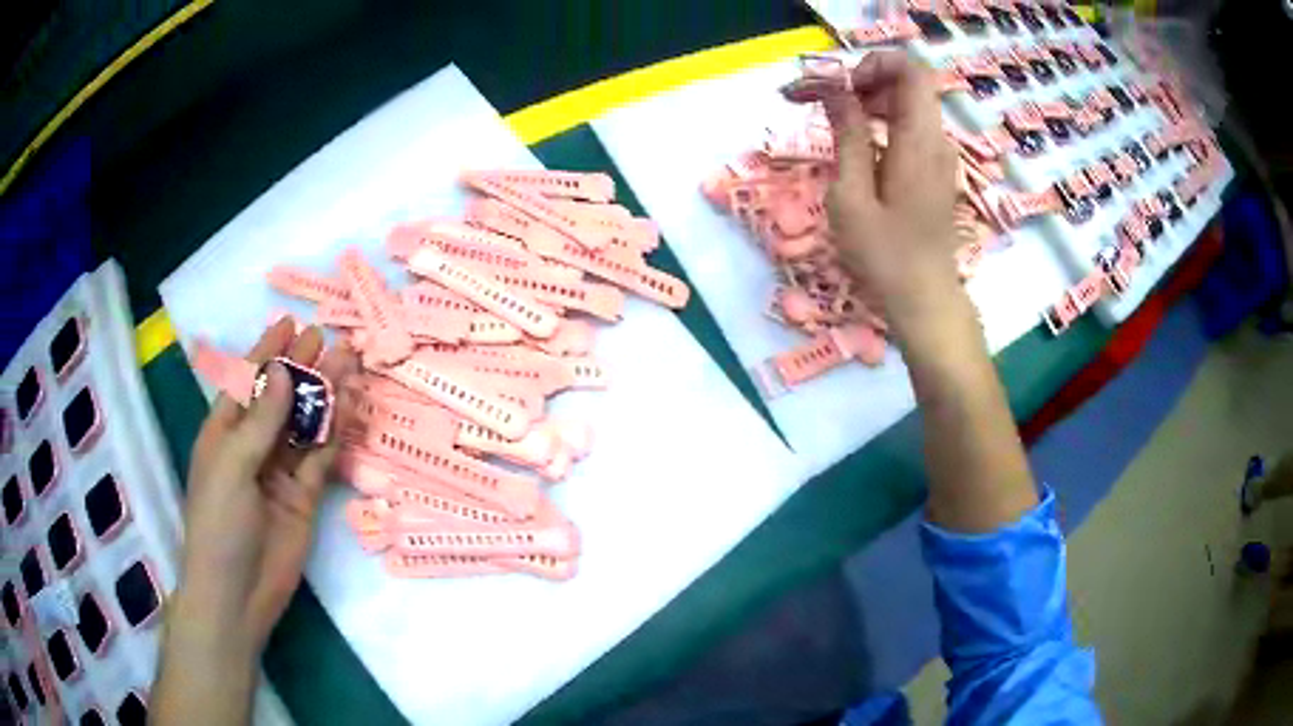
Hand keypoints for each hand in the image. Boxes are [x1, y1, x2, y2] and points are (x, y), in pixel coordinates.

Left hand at [179, 318, 358, 650]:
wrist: (238, 592)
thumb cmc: (219, 523)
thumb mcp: (232, 465)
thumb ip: (261, 421)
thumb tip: (285, 374)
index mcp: (225, 432)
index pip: (248, 382)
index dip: (267, 352)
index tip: (290, 324)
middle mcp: (252, 446)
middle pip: (281, 399)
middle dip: (302, 369)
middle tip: (330, 340)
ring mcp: (279, 471)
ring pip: (305, 424)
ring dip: (325, 397)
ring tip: (350, 367)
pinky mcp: (304, 496)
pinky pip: (321, 457)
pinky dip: (336, 434)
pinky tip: (350, 411)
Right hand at [783, 51, 962, 332]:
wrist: (925, 300)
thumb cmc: (884, 256)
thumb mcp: (851, 196)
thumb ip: (847, 136)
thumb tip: (835, 91)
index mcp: (918, 141)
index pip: (910, 70)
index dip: (873, 65)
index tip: (841, 88)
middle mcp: (936, 140)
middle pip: (907, 83)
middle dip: (864, 81)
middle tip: (826, 104)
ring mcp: (938, 156)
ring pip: (908, 104)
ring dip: (870, 102)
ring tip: (835, 124)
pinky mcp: (934, 170)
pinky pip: (910, 127)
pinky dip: (882, 123)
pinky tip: (858, 148)